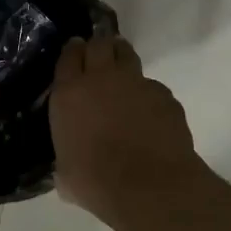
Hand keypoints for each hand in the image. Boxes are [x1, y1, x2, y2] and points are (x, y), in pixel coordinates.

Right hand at [50, 35, 202, 222]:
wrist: (149, 186)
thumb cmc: (97, 183)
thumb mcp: (66, 174)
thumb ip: (66, 157)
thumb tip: (69, 164)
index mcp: (70, 94)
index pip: (68, 56)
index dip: (72, 51)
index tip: (75, 51)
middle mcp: (101, 79)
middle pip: (99, 44)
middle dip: (98, 45)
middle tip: (99, 54)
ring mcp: (136, 83)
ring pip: (127, 54)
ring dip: (122, 56)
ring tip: (122, 67)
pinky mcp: (164, 94)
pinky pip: (152, 85)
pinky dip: (147, 93)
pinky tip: (149, 111)